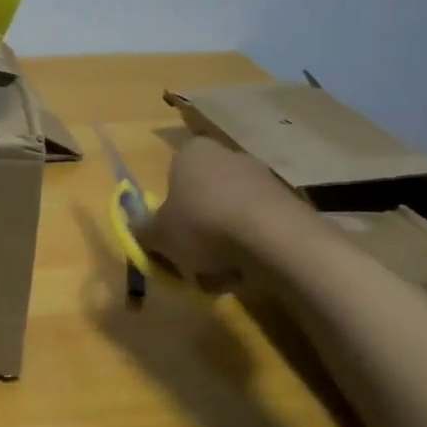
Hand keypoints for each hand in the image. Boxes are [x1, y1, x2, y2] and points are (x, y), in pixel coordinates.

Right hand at [135, 137, 318, 292]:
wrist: (274, 239)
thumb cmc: (202, 225)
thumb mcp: (158, 234)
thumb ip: (143, 230)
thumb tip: (138, 229)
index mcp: (191, 153)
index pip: (172, 175)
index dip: (169, 208)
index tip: (170, 235)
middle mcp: (227, 155)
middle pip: (203, 196)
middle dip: (197, 229)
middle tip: (191, 259)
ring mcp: (261, 177)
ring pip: (230, 214)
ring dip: (223, 242)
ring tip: (220, 274)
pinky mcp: (288, 202)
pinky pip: (257, 227)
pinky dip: (249, 248)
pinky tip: (247, 272)